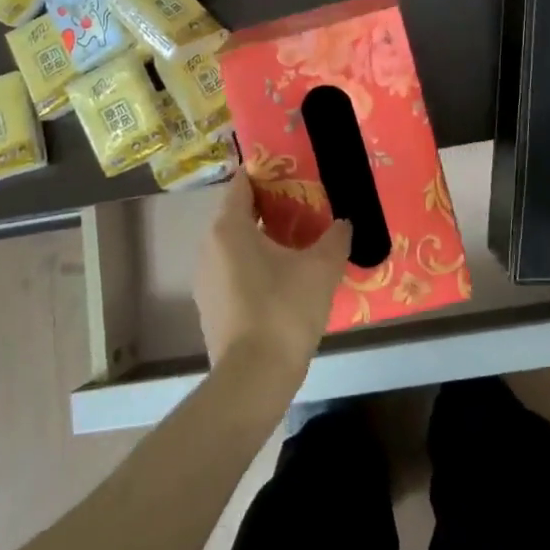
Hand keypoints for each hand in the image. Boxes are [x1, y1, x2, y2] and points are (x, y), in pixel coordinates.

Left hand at [195, 172, 351, 390]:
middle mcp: (209, 247)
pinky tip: (283, 279)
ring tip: (299, 242)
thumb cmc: (284, 310)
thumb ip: (335, 238)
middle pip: (238, 213)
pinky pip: (233, 270)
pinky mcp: (211, 306)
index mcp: (228, 227)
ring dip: (263, 239)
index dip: (266, 173)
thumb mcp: (321, 269)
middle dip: (270, 207)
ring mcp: (205, 279)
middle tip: (305, 206)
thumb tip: (344, 223)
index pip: (242, 183)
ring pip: (235, 245)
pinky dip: (255, 265)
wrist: (253, 378)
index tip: (292, 171)